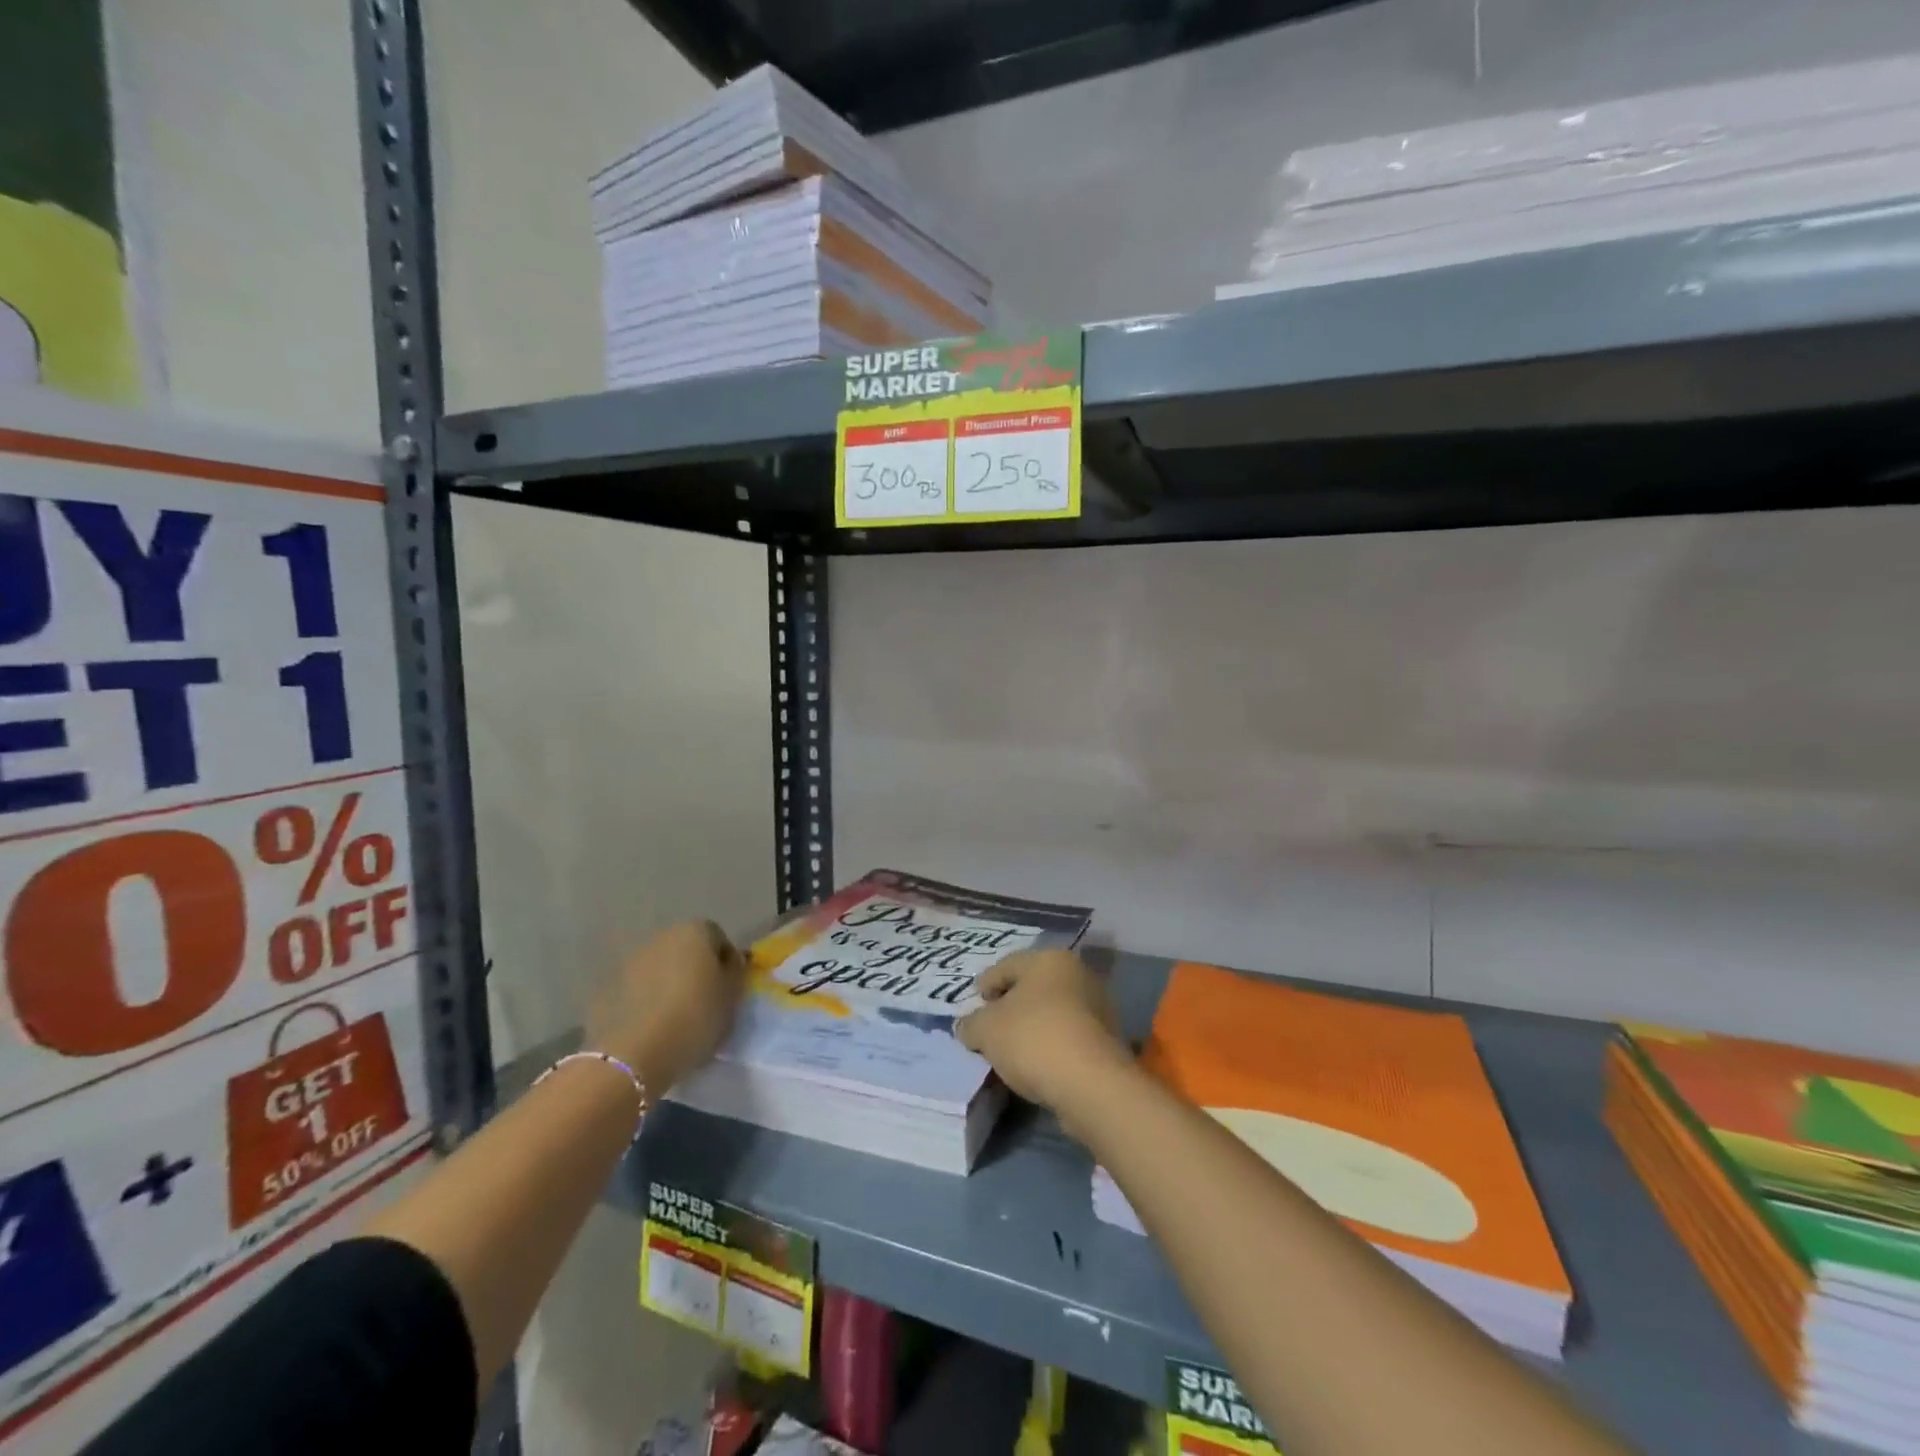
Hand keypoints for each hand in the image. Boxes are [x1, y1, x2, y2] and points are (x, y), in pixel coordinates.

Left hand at [586, 920, 746, 1091]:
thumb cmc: (695, 1018)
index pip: (718, 937)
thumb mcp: (732, 996)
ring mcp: (630, 960)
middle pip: (686, 949)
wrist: (635, 1054)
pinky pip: (636, 989)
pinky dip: (645, 1000)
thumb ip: (736, 971)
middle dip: (695, 969)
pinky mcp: (607, 988)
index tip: (728, 989)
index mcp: (695, 931)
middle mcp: (661, 936)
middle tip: (703, 1002)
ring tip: (675, 1018)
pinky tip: (651, 1027)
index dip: (726, 962)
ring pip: (659, 968)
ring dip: (668, 984)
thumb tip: (732, 960)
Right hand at [955, 950, 1131, 1129]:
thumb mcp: (987, 1030)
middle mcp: (1078, 974)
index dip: (986, 983)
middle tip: (990, 1023)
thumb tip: (967, 1026)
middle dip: (1011, 1004)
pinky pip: (1068, 1035)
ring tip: (1012, 1048)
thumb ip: (971, 1024)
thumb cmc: (1034, 1039)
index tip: (974, 1001)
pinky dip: (1051, 1044)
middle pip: (1033, 986)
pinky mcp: (1108, 1040)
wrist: (1092, 1084)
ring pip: (1053, 1011)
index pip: (1008, 965)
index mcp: (1049, 959)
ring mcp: (1098, 1007)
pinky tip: (1037, 1063)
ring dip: (1032, 1025)